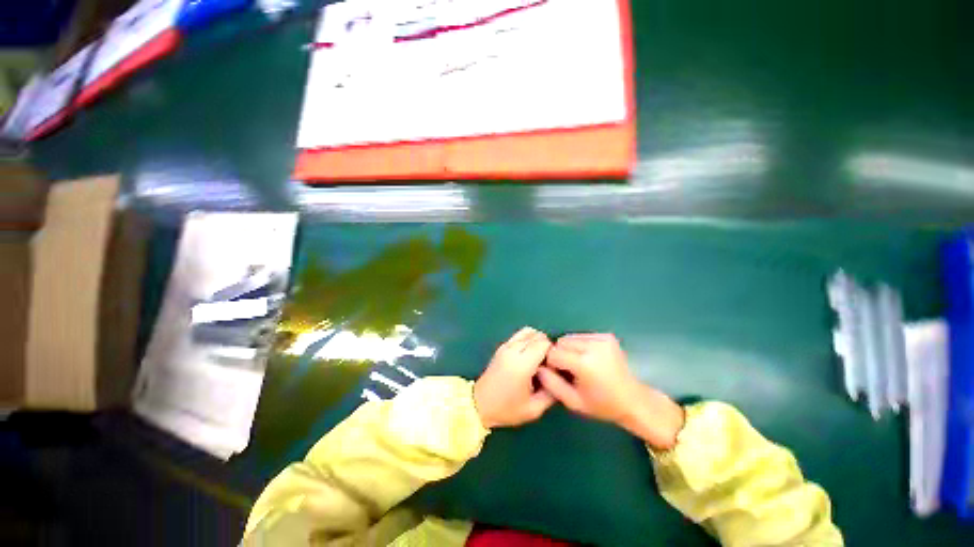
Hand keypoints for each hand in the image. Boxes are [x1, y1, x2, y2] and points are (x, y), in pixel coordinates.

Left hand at [473, 327, 556, 428]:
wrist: (479, 404)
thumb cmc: (506, 409)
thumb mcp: (533, 409)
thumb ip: (551, 393)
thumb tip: (560, 377)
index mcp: (522, 364)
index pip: (544, 343)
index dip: (553, 352)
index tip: (553, 366)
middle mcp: (513, 350)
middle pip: (537, 335)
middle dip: (546, 346)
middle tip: (546, 364)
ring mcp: (506, 346)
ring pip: (528, 331)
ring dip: (537, 341)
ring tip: (537, 358)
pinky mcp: (502, 346)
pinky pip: (519, 334)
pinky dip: (528, 339)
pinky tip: (528, 355)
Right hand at [539, 333, 684, 449]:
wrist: (633, 400)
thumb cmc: (601, 405)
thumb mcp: (573, 402)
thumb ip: (551, 384)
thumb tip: (538, 367)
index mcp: (585, 364)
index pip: (554, 353)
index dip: (551, 364)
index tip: (557, 374)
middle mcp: (594, 347)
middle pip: (561, 342)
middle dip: (560, 354)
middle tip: (569, 370)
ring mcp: (602, 340)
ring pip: (571, 337)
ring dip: (569, 349)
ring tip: (579, 364)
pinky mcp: (607, 336)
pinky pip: (582, 336)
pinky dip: (580, 345)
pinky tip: (589, 358)